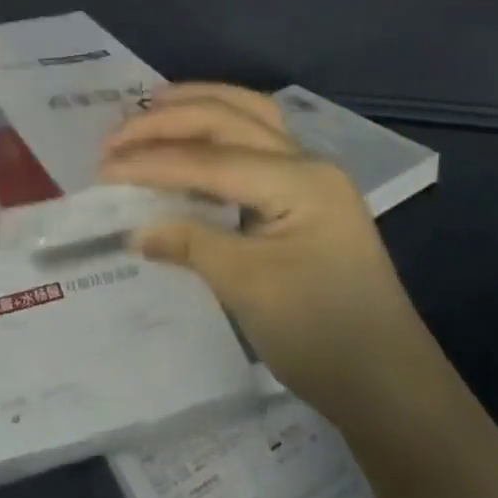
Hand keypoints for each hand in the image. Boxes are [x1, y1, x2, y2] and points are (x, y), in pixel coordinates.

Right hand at [99, 83, 436, 424]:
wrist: (394, 392)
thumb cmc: (323, 337)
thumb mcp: (248, 289)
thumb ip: (188, 241)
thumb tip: (134, 226)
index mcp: (300, 180)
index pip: (211, 159)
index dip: (152, 162)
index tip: (103, 169)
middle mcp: (308, 162)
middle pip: (228, 119)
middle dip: (168, 121)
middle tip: (116, 135)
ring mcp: (312, 175)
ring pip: (248, 115)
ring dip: (197, 105)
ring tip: (151, 106)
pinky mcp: (306, 194)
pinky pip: (254, 140)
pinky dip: (217, 129)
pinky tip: (191, 136)